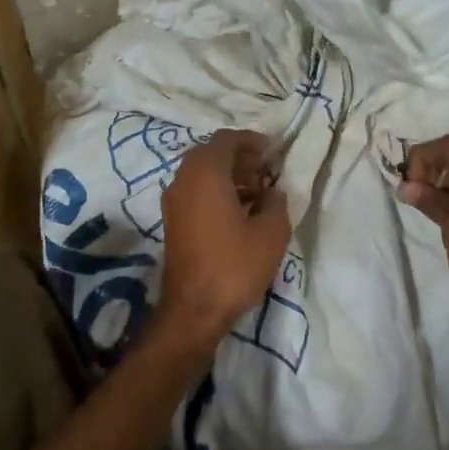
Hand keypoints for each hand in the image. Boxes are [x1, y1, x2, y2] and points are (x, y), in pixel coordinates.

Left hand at [157, 130, 291, 351]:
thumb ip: (276, 202)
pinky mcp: (172, 221)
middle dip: (240, 157)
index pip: (227, 139)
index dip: (252, 140)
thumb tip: (273, 192)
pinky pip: (195, 191)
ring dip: (228, 175)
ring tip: (257, 192)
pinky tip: (239, 212)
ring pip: (201, 173)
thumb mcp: (271, 233)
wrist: (193, 311)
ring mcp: (173, 201)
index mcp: (206, 173)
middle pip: (211, 153)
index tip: (273, 151)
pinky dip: (215, 191)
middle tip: (266, 170)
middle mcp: (184, 179)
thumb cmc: (234, 266)